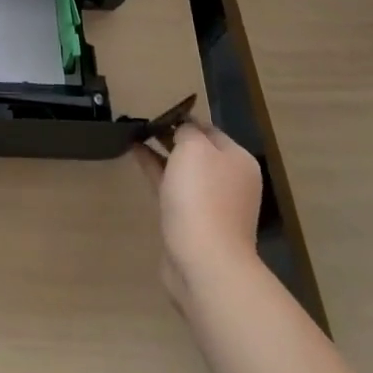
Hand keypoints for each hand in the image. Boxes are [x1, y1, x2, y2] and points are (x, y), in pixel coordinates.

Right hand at [136, 122, 262, 303]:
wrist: (204, 260)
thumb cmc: (202, 196)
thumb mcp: (194, 149)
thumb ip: (187, 131)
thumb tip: (183, 131)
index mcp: (238, 160)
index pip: (210, 129)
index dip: (184, 119)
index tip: (157, 112)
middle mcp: (230, 180)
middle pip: (198, 151)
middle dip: (172, 136)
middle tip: (143, 124)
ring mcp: (212, 203)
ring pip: (183, 170)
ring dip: (162, 153)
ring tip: (135, 137)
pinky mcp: (192, 221)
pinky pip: (172, 187)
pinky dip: (156, 172)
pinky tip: (137, 157)